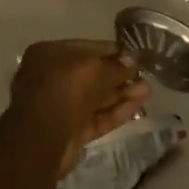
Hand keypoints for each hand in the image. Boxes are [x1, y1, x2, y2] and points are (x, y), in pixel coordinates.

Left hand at [9, 40, 149, 176]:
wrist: (41, 139)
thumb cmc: (64, 89)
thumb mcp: (94, 69)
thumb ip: (116, 66)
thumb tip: (133, 61)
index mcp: (49, 54)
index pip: (87, 49)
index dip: (113, 52)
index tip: (135, 56)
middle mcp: (51, 77)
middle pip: (92, 75)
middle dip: (119, 76)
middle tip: (144, 76)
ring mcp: (59, 106)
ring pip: (95, 97)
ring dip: (121, 94)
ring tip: (147, 91)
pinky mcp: (69, 131)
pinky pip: (95, 117)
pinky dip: (115, 112)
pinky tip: (137, 107)